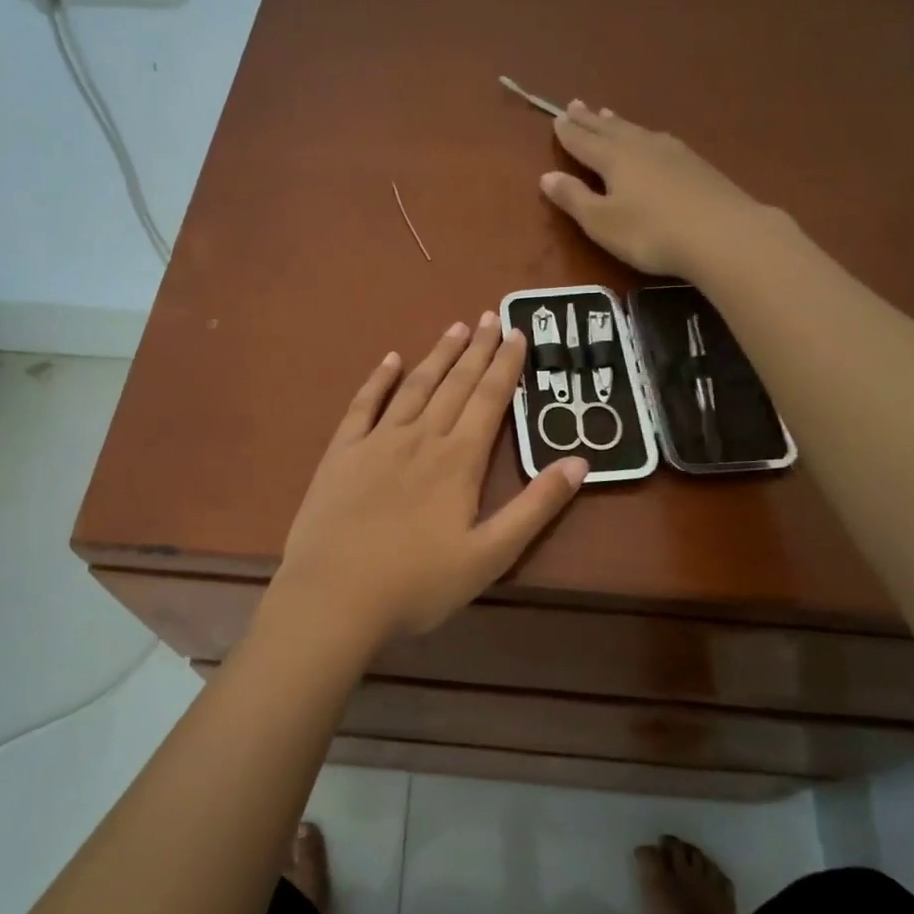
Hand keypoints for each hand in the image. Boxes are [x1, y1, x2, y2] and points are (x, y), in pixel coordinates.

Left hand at [273, 314, 588, 644]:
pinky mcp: (342, 454)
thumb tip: (579, 461)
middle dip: (477, 349)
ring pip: (415, 387)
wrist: (334, 598)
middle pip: (455, 384)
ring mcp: (377, 442)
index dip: (506, 365)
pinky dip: (378, 380)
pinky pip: (363, 406)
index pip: (490, 400)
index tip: (517, 333)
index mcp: (458, 461)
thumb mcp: (490, 555)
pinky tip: (390, 360)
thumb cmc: (417, 584)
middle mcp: (420, 438)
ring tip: (456, 328)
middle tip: (491, 316)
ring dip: (437, 356)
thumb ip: (535, 507)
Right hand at [543, 101, 772, 278]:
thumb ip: (574, 198)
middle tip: (575, 104)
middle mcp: (640, 146)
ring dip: (618, 122)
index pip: (584, 141)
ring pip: (636, 131)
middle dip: (590, 119)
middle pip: (610, 129)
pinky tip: (651, 139)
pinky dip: (644, 135)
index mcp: (614, 159)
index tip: (557, 119)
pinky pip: (658, 140)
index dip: (568, 133)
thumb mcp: (602, 223)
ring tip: (607, 113)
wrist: (721, 233)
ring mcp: (672, 152)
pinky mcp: (695, 164)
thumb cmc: (650, 233)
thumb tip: (546, 176)